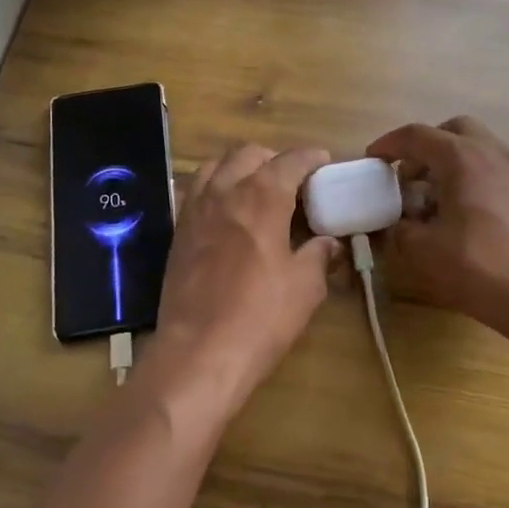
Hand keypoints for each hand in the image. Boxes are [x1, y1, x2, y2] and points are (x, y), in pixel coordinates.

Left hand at [145, 144, 340, 420]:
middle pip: (249, 154)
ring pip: (216, 165)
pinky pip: (195, 191)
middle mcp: (225, 191)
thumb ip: (319, 255)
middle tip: (292, 181)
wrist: (198, 353)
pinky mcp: (178, 231)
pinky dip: (214, 188)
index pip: (290, 160)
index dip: (310, 158)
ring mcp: (195, 209)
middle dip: (273, 158)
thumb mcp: (305, 287)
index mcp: (262, 196)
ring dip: (239, 168)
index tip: (324, 163)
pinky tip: (226, 211)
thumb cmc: (260, 317)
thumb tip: (330, 243)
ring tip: (256, 189)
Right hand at [367, 116, 508, 341]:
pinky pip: (496, 170)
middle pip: (454, 130)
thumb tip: (397, 222)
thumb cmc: (478, 267)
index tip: (372, 159)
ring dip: (453, 161)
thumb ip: (400, 228)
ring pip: (479, 147)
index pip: (416, 135)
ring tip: (437, 196)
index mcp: (461, 157)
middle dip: (427, 145)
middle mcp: (492, 153)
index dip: (389, 144)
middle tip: (409, 175)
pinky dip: (475, 177)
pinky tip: (467, 213)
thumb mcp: (423, 250)